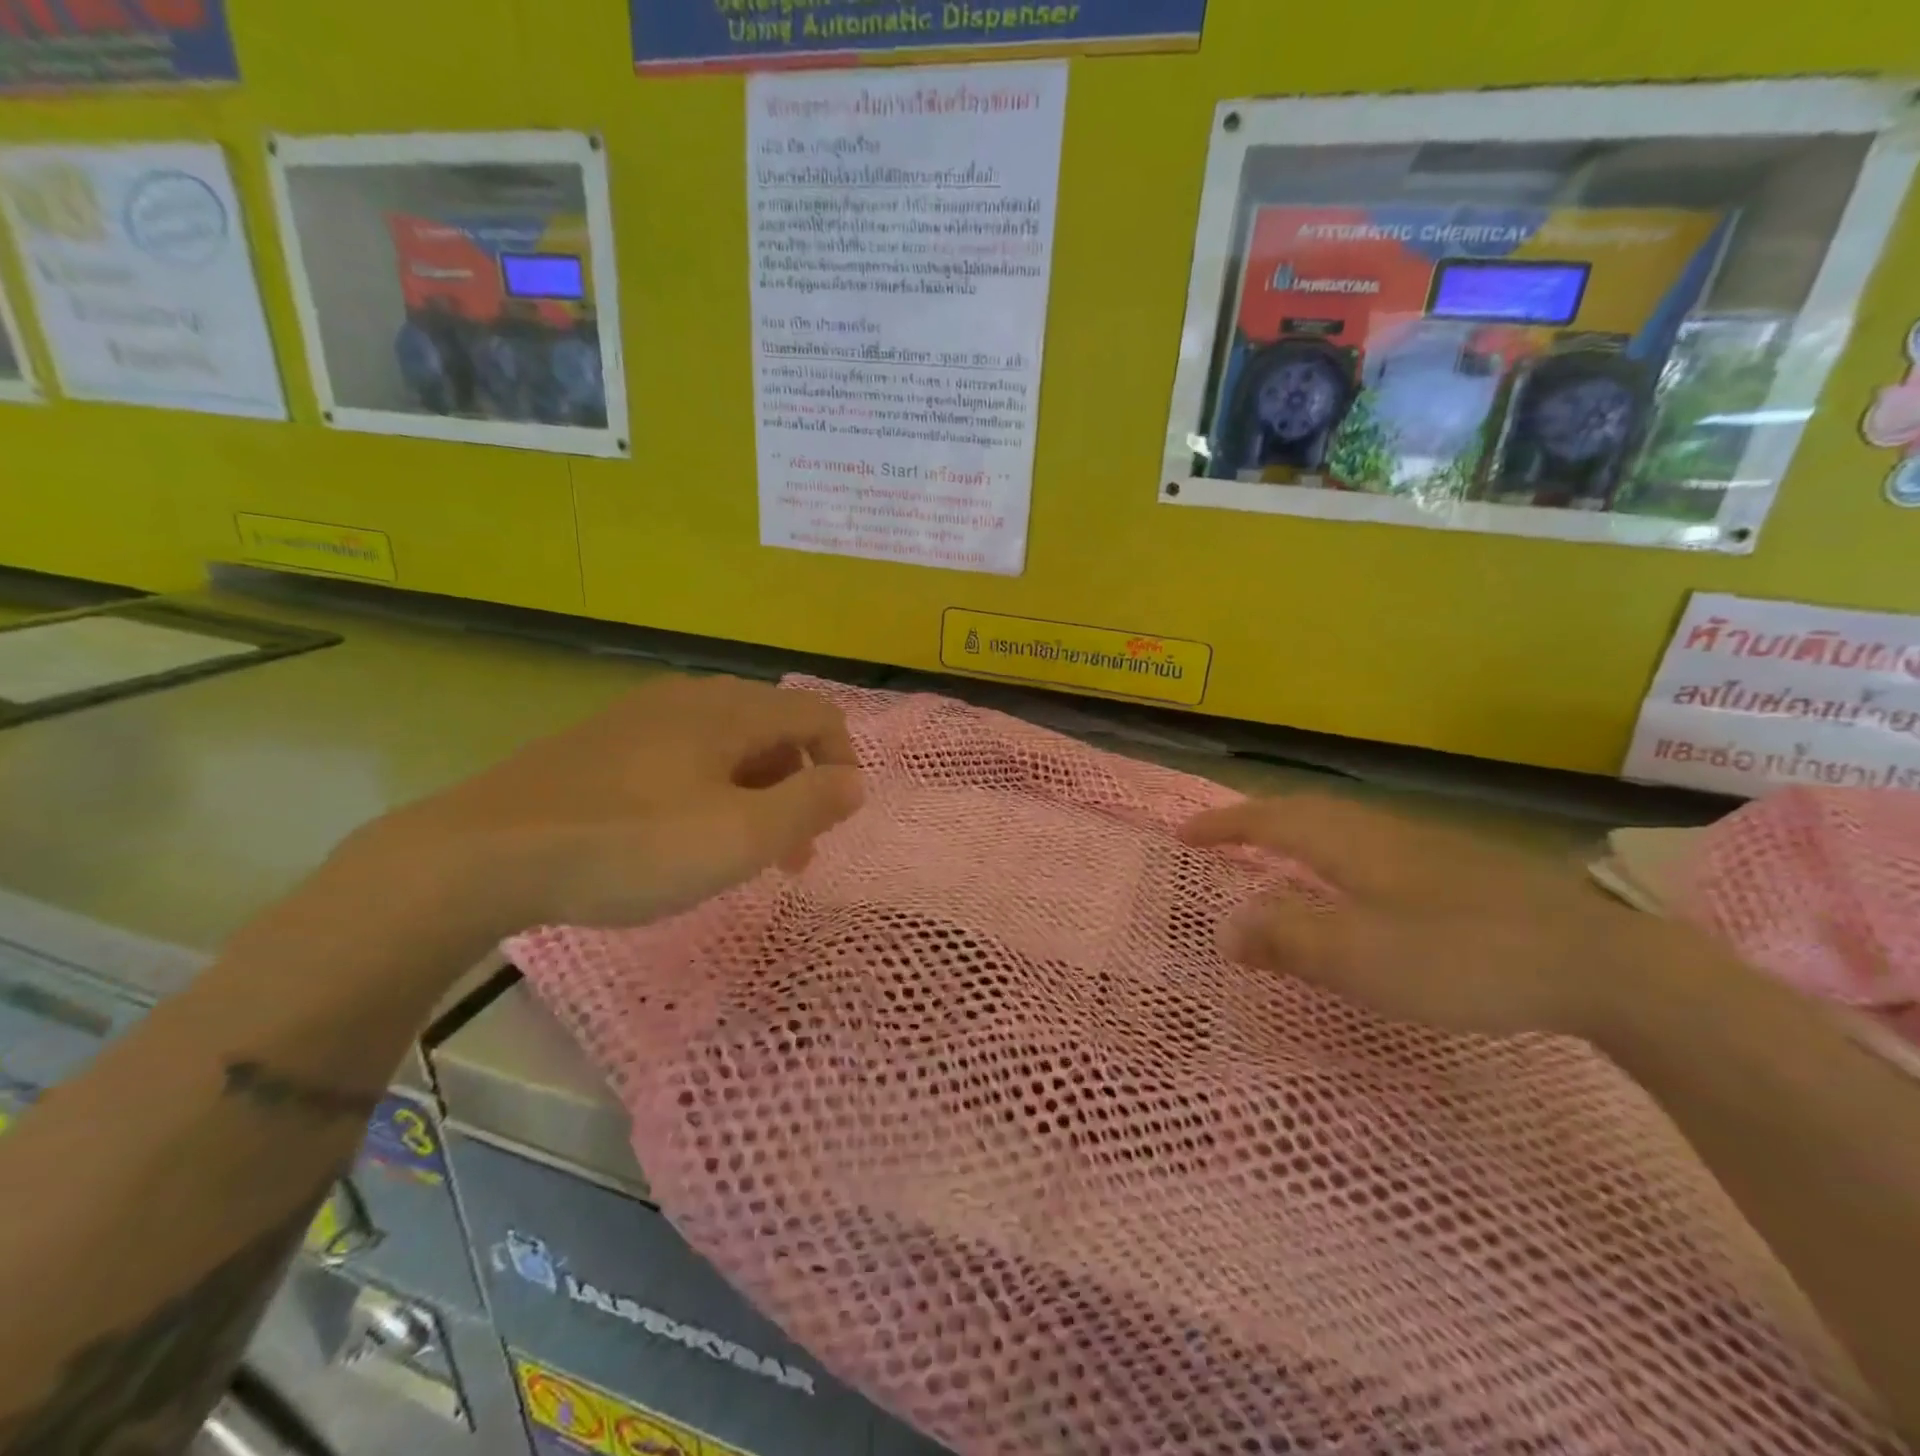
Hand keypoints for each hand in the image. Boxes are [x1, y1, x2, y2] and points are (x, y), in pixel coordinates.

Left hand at [355, 674, 863, 940]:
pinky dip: (709, 790)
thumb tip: (854, 782)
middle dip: (798, 788)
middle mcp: (691, 698)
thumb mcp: (740, 837)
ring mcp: (641, 716)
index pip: (818, 713)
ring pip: (728, 745)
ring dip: (755, 793)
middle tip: (792, 854)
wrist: (483, 854)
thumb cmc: (631, 846)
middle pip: (774, 729)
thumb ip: (811, 805)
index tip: (834, 820)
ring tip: (740, 853)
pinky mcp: (604, 743)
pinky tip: (680, 836)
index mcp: (730, 710)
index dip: (843, 761)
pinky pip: (684, 756)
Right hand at [1180, 794, 1690, 1039]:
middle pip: (1305, 811)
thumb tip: (1224, 929)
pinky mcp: (1461, 870)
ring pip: (1342, 826)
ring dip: (1296, 833)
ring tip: (1274, 854)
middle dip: (1255, 820)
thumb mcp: (1359, 957)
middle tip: (1221, 837)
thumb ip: (1285, 939)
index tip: (1183, 834)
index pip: (1269, 820)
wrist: (1600, 964)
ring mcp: (1426, 847)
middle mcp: (1381, 831)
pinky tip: (1356, 886)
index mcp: (1350, 843)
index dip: (1223, 825)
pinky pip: (1372, 847)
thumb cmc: (1462, 956)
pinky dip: (1337, 855)